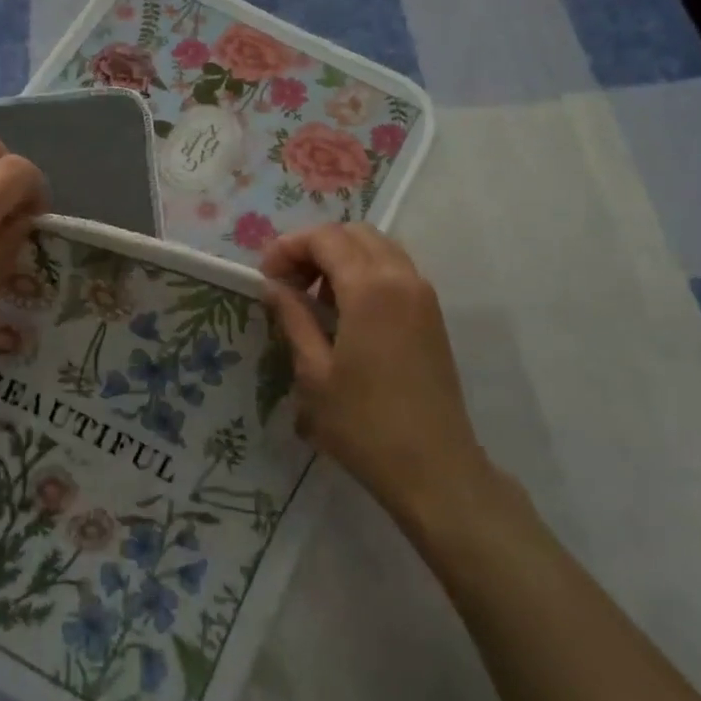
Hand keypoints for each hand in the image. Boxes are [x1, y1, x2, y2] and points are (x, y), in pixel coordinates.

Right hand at [261, 224, 490, 515]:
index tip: (266, 276)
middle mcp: (402, 277)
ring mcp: (423, 294)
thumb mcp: (313, 372)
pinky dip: (365, 272)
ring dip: (341, 257)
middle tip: (288, 282)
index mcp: (370, 287)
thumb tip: (273, 285)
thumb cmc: (364, 424)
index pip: (325, 238)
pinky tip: (346, 312)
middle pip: (353, 233)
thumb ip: (292, 317)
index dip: (289, 247)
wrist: (434, 468)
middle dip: (315, 247)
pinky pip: (394, 269)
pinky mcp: (432, 314)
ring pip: (377, 247)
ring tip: (314, 298)